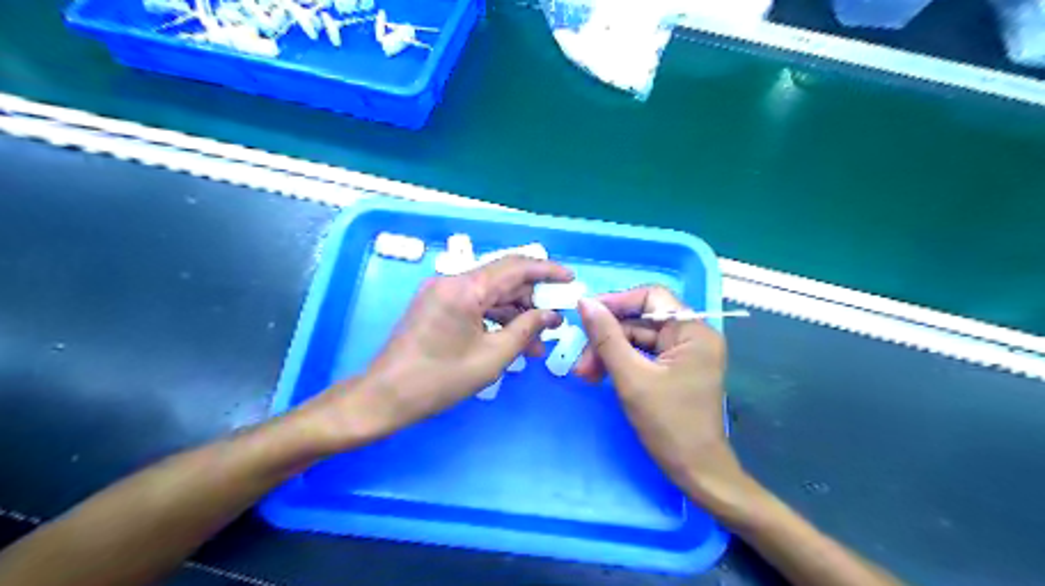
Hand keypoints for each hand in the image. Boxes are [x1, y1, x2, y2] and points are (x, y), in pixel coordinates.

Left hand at [301, 256, 570, 448]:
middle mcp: (452, 280)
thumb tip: (551, 316)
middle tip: (556, 318)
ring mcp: (441, 292)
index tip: (570, 280)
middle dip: (533, 297)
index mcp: (465, 287)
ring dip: (515, 312)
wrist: (385, 397)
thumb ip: (526, 329)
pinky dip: (495, 318)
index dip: (547, 270)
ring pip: (490, 293)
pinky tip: (513, 339)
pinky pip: (474, 304)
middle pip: (503, 278)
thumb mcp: (492, 357)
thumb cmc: (440, 379)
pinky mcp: (436, 305)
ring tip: (539, 339)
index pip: (515, 267)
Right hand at [574, 286, 746, 504]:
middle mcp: (693, 336)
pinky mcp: (676, 369)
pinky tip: (600, 376)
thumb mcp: (631, 377)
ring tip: (585, 374)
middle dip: (608, 337)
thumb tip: (585, 302)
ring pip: (638, 339)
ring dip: (609, 352)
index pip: (651, 297)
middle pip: (641, 320)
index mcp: (693, 331)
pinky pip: (643, 355)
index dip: (617, 302)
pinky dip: (620, 363)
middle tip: (581, 359)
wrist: (697, 472)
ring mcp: (685, 354)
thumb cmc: (669, 424)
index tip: (586, 314)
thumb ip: (606, 337)